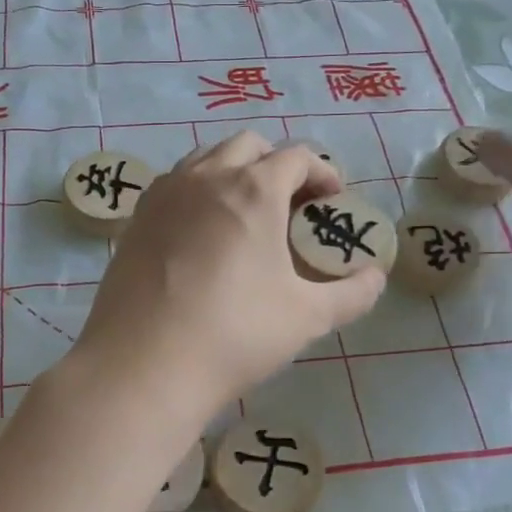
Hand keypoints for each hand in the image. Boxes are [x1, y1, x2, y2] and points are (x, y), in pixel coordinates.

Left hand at [73, 133, 385, 419]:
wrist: (143, 365)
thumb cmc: (234, 334)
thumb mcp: (307, 317)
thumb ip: (352, 294)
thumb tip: (376, 277)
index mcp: (253, 189)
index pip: (297, 157)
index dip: (322, 172)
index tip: (333, 198)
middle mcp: (205, 177)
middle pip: (248, 146)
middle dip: (277, 164)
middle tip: (292, 204)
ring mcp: (164, 194)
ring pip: (205, 159)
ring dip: (233, 171)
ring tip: (246, 214)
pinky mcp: (136, 219)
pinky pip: (174, 185)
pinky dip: (197, 192)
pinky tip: (202, 234)